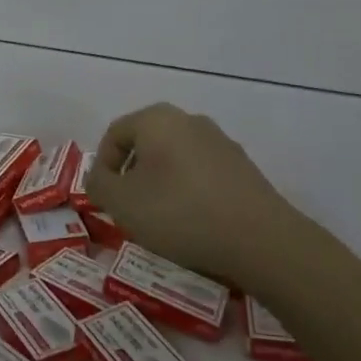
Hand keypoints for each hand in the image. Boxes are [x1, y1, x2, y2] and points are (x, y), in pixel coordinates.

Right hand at [86, 104, 307, 282]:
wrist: (261, 241)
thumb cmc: (180, 213)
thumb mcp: (122, 203)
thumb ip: (98, 184)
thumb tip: (98, 176)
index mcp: (157, 119)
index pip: (115, 133)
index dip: (103, 166)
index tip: (106, 199)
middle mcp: (189, 120)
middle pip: (146, 144)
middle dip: (133, 176)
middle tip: (130, 209)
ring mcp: (221, 142)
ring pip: (175, 159)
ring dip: (161, 185)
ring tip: (162, 222)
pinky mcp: (244, 168)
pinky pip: (202, 175)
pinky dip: (190, 194)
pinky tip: (194, 224)